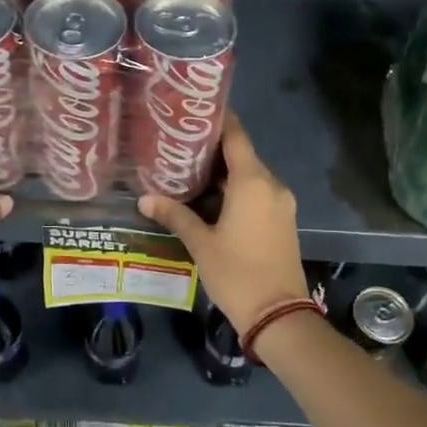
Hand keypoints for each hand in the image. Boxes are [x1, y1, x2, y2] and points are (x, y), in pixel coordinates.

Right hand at [138, 116, 309, 334]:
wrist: (279, 315)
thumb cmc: (237, 273)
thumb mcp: (201, 244)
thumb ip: (175, 215)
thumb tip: (144, 198)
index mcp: (253, 182)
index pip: (236, 136)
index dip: (217, 120)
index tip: (194, 111)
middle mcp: (271, 185)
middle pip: (242, 154)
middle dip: (213, 149)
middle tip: (179, 143)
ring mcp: (281, 203)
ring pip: (250, 175)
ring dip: (224, 172)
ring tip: (188, 169)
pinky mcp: (282, 220)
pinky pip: (258, 193)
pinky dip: (236, 189)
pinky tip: (211, 197)